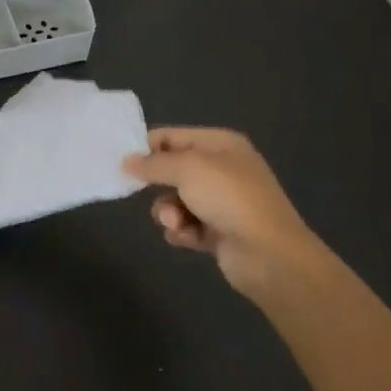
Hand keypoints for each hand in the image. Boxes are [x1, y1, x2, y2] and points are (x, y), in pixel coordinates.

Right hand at [123, 128, 336, 311]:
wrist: (268, 254)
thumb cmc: (229, 198)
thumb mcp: (187, 169)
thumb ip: (153, 164)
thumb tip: (126, 162)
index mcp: (221, 145)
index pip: (173, 136)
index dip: (147, 147)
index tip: (121, 162)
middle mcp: (223, 170)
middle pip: (173, 170)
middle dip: (158, 185)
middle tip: (139, 191)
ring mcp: (223, 202)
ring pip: (177, 201)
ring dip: (169, 212)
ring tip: (175, 223)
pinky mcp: (220, 232)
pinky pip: (188, 225)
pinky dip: (182, 231)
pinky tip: (186, 237)